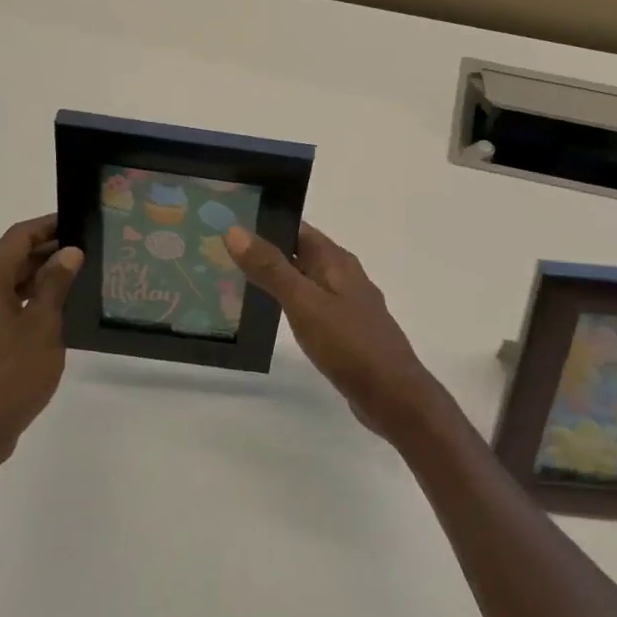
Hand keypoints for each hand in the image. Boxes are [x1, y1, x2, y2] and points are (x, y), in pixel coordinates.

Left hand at [0, 214, 82, 471]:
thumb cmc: (9, 376)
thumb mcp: (42, 326)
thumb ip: (55, 285)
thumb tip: (69, 251)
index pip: (18, 237)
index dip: (48, 226)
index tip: (80, 221)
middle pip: (12, 257)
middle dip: (49, 250)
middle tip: (89, 250)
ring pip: (10, 283)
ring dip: (42, 276)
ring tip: (80, 278)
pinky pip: (7, 305)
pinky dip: (31, 299)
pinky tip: (59, 311)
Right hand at [225, 222, 441, 439]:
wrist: (393, 395)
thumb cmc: (348, 343)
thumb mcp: (304, 302)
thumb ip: (271, 268)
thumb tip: (235, 230)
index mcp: (336, 260)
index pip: (297, 228)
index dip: (266, 222)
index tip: (230, 220)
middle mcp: (344, 275)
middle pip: (301, 252)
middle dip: (267, 250)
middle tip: (223, 252)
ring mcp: (347, 304)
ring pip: (306, 280)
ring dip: (278, 278)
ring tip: (236, 281)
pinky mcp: (346, 331)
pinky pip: (312, 306)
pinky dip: (291, 303)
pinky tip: (271, 316)